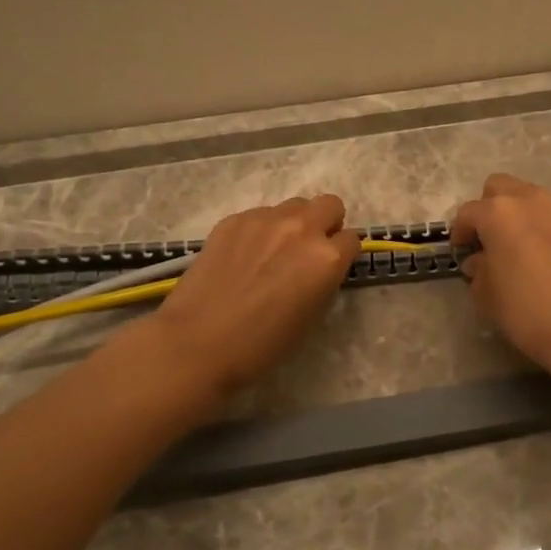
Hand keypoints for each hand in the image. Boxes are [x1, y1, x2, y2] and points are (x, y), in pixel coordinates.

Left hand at [155, 194, 361, 393]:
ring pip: (294, 205)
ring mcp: (265, 219)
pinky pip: (260, 214)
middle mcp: (301, 228)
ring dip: (294, 223)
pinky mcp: (234, 219)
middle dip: (326, 224)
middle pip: (330, 205)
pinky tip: (243, 256)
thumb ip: (324, 281)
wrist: (198, 342)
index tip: (330, 268)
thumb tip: (321, 267)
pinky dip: (260, 230)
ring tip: (273, 252)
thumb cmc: (261, 344)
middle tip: (308, 250)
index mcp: (326, 257)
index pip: (352, 239)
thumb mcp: (311, 317)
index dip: (343, 255)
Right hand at [449, 174, 550, 373]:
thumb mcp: (487, 294)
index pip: (468, 213)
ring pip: (527, 196)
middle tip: (486, 239)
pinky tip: (538, 253)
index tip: (460, 251)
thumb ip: (478, 269)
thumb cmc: (527, 310)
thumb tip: (479, 261)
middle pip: (499, 188)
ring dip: (515, 213)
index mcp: (499, 213)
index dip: (459, 232)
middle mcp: (528, 200)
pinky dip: (538, 224)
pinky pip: (549, 213)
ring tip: (513, 245)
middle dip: (487, 208)